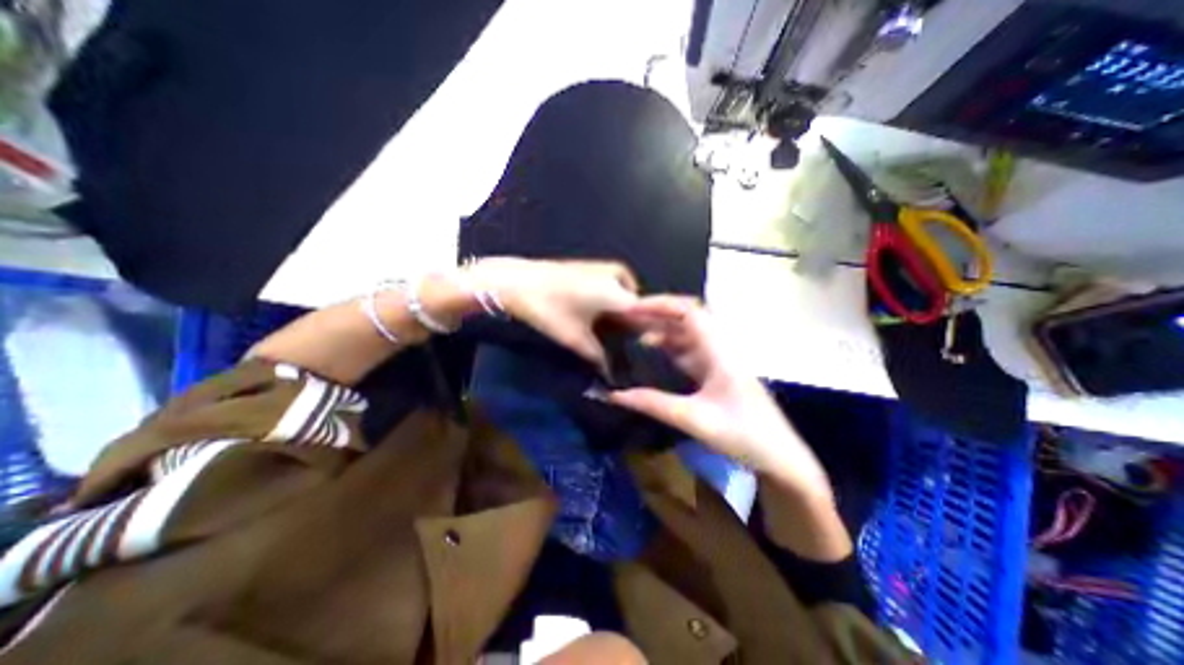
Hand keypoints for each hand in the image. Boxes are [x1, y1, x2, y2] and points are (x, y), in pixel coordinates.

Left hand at [471, 256, 637, 370]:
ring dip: (623, 315)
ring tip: (612, 334)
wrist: (518, 281)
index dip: (649, 335)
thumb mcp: (576, 338)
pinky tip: (600, 317)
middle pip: (637, 307)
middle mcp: (620, 277)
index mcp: (620, 293)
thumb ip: (598, 357)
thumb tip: (611, 373)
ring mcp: (607, 269)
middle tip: (626, 346)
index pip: (647, 316)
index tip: (648, 350)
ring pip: (626, 298)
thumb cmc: (549, 310)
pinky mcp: (595, 267)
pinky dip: (613, 303)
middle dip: (634, 327)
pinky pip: (615, 289)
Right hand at [611, 296, 831, 498]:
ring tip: (631, 330)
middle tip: (625, 318)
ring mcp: (719, 358)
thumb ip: (654, 404)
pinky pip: (688, 349)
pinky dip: (668, 346)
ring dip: (660, 329)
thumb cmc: (743, 435)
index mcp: (719, 350)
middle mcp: (720, 347)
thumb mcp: (694, 419)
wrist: (780, 457)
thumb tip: (614, 395)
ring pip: (686, 333)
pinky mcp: (716, 370)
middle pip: (685, 317)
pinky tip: (652, 350)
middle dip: (655, 314)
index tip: (630, 309)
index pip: (688, 310)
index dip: (658, 304)